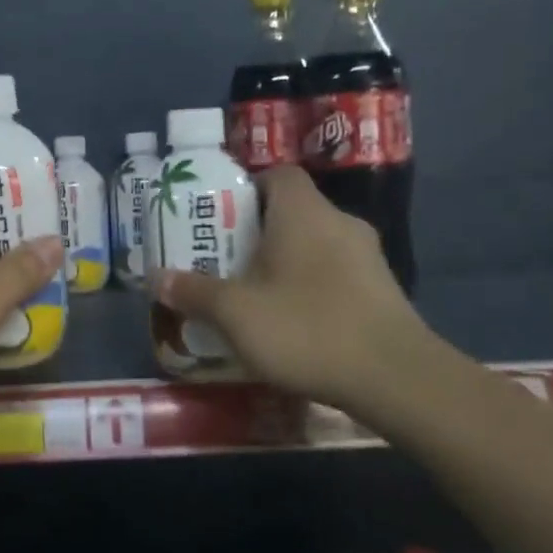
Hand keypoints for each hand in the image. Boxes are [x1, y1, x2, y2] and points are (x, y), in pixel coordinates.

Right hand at [152, 167, 430, 415]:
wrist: (395, 378)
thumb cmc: (307, 328)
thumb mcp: (236, 313)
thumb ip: (195, 292)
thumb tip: (157, 277)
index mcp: (303, 212)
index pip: (277, 174)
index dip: (246, 188)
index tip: (220, 218)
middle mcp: (339, 222)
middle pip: (292, 211)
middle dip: (257, 232)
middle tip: (225, 260)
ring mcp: (367, 256)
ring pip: (315, 244)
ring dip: (285, 262)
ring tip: (255, 294)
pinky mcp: (382, 289)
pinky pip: (336, 272)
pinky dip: (311, 285)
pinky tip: (295, 321)